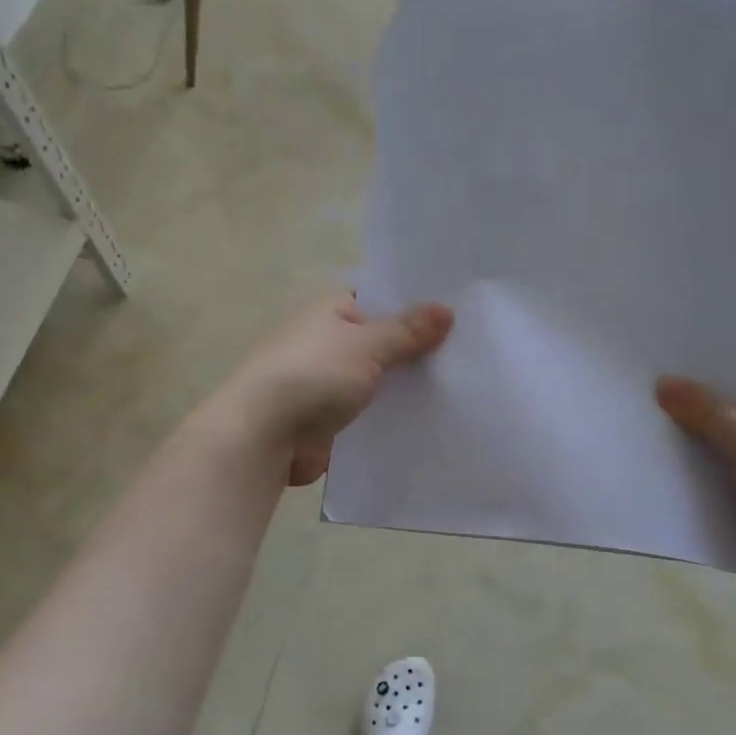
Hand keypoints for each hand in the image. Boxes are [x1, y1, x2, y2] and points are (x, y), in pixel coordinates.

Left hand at [209, 294, 454, 485]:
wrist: (264, 435)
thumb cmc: (314, 375)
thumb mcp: (368, 345)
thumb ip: (407, 331)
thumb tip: (446, 309)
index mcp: (332, 311)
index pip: (380, 298)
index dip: (415, 304)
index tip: (457, 313)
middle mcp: (329, 342)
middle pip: (382, 342)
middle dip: (417, 350)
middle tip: (471, 353)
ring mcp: (328, 383)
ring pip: (378, 381)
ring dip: (406, 388)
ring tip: (462, 388)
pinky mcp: (330, 421)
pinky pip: (370, 414)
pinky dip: (392, 417)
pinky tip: (431, 422)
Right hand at [655, 375, 735, 604]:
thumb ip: (707, 414)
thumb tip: (663, 382)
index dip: (696, 377)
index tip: (651, 373)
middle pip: (722, 415)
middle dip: (684, 417)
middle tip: (633, 405)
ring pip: (715, 453)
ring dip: (686, 454)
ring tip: (634, 438)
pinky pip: (715, 485)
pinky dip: (693, 485)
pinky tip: (653, 477)